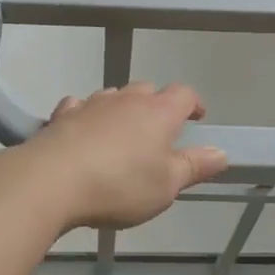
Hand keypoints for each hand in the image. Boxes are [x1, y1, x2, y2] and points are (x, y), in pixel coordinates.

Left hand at [15, 83, 227, 230]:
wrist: (52, 180)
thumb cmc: (120, 185)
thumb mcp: (166, 185)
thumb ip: (194, 166)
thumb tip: (221, 152)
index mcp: (159, 112)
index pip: (184, 93)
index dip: (193, 103)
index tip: (197, 118)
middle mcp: (127, 99)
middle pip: (148, 90)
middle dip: (156, 106)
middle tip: (157, 132)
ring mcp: (92, 103)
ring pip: (114, 96)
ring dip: (121, 109)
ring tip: (121, 135)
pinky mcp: (63, 115)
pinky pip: (79, 106)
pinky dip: (86, 115)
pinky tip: (82, 131)